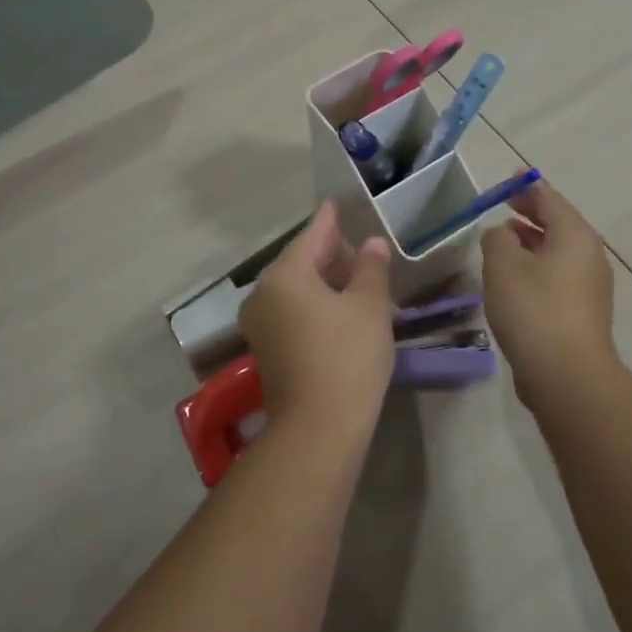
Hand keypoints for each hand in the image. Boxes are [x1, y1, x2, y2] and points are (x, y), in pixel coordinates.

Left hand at [239, 202, 394, 437]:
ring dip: (322, 280)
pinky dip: (314, 303)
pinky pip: (291, 311)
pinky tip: (338, 307)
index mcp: (284, 275)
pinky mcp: (267, 350)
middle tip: (355, 244)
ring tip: (354, 275)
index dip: (328, 221)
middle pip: (298, 263)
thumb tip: (371, 244)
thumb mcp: (368, 306)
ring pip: (294, 289)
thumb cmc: (347, 356)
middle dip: (328, 253)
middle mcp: (263, 294)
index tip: (334, 204)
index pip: (310, 237)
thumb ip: (370, 269)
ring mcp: (260, 325)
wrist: (318, 428)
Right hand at [480, 177, 618, 408]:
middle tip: (506, 204)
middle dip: (532, 213)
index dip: (529, 187)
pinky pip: (557, 274)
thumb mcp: (503, 265)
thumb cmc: (533, 309)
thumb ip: (497, 239)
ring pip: (558, 251)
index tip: (513, 176)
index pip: (550, 199)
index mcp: (574, 236)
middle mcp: (589, 255)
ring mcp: (589, 286)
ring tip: (504, 238)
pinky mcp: (581, 312)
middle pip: (559, 224)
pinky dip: (537, 265)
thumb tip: (501, 235)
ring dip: (532, 241)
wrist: (566, 374)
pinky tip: (515, 277)